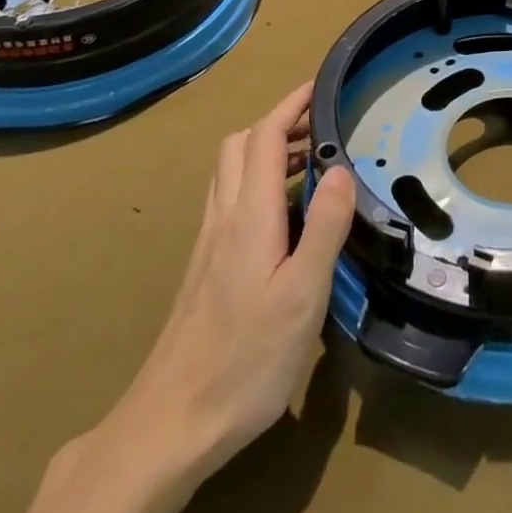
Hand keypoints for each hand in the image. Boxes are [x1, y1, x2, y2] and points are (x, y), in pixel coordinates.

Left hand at [96, 83, 354, 481]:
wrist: (170, 425)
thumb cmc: (246, 360)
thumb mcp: (302, 295)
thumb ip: (324, 226)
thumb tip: (341, 168)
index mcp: (250, 216)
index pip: (265, 136)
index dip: (292, 104)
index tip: (321, 87)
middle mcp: (224, 217)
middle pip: (241, 144)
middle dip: (280, 121)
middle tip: (321, 126)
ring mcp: (209, 242)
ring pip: (231, 170)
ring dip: (267, 149)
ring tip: (310, 161)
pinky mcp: (205, 266)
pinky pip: (230, 198)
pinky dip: (258, 180)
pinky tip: (283, 213)